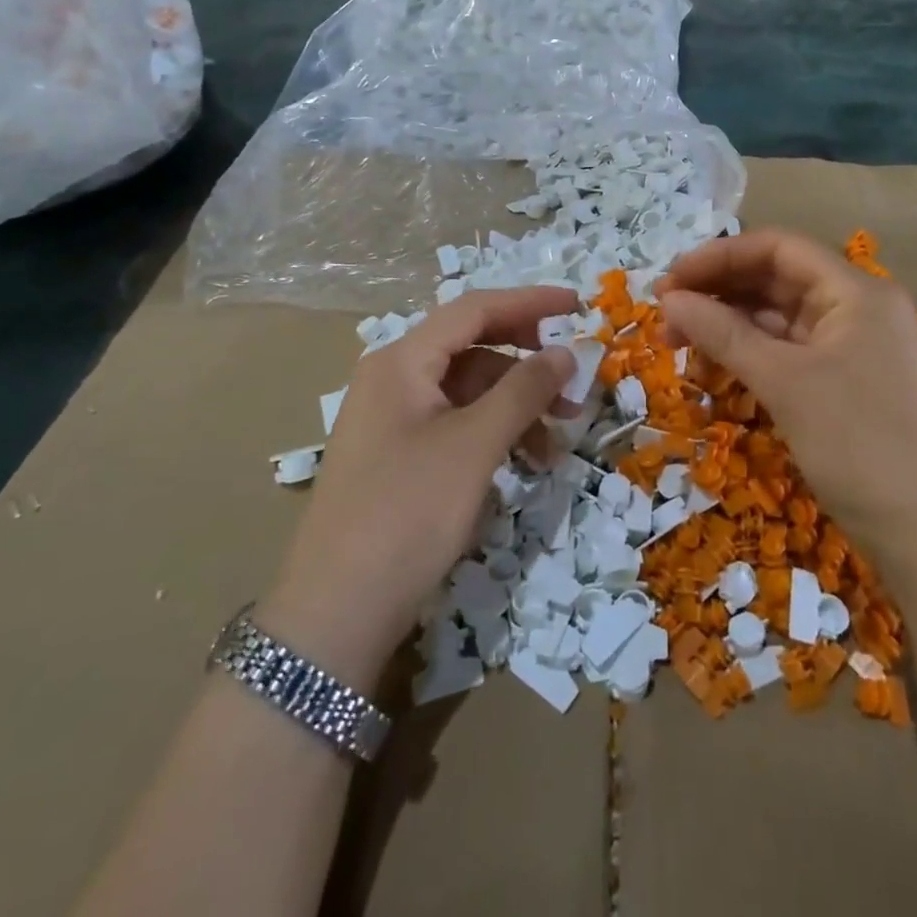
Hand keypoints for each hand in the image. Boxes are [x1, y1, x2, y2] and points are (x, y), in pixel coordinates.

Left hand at [259, 287, 577, 688]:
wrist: (337, 613)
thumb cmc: (407, 513)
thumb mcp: (474, 446)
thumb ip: (523, 390)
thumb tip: (566, 352)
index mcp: (402, 361)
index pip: (474, 309)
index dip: (529, 303)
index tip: (578, 306)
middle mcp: (394, 379)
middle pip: (473, 349)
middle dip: (528, 364)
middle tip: (575, 387)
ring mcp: (395, 420)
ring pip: (470, 392)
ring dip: (517, 407)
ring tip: (557, 443)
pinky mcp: (401, 457)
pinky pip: (458, 426)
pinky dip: (495, 435)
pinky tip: (524, 464)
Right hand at [657, 229, 916, 548]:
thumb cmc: (860, 445)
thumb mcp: (785, 383)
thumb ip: (724, 333)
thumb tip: (669, 300)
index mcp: (856, 292)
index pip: (779, 249)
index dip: (719, 257)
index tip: (669, 283)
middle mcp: (858, 309)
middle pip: (777, 280)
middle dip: (718, 292)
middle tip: (665, 318)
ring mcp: (854, 348)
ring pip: (780, 319)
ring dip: (729, 324)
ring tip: (679, 344)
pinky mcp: (847, 384)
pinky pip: (790, 352)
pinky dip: (751, 354)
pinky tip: (717, 365)